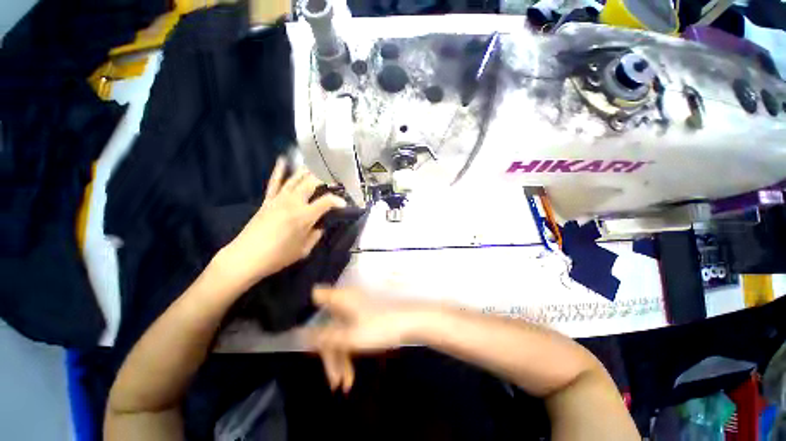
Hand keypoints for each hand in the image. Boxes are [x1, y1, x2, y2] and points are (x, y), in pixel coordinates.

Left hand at [215, 157, 345, 287]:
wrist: (246, 257)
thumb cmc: (278, 256)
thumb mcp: (304, 250)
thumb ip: (315, 235)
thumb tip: (320, 226)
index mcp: (305, 216)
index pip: (326, 202)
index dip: (338, 201)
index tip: (344, 204)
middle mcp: (293, 203)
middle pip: (311, 184)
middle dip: (324, 179)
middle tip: (333, 179)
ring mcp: (279, 199)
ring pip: (295, 179)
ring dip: (307, 171)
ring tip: (317, 165)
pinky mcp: (267, 201)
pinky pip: (274, 182)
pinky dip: (279, 171)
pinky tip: (283, 160)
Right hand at [307, 287, 425, 392]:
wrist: (409, 324)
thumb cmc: (380, 327)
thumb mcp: (350, 337)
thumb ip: (324, 337)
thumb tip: (300, 334)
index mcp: (341, 298)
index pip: (315, 297)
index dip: (306, 312)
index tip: (304, 336)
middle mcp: (345, 301)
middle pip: (327, 325)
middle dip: (328, 353)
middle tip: (333, 381)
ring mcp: (354, 311)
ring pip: (338, 333)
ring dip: (339, 359)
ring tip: (343, 385)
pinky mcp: (361, 319)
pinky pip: (348, 335)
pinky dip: (348, 353)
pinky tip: (350, 376)